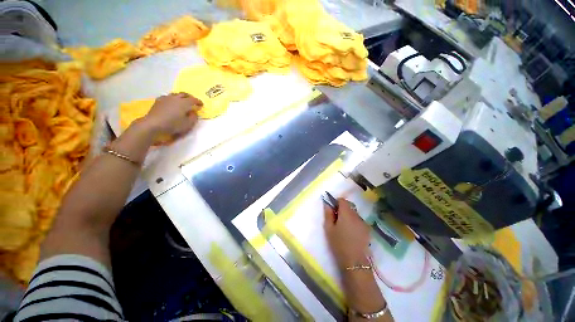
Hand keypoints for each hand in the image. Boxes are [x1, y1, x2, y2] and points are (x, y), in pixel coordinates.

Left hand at [142, 92, 201, 136]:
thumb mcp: (188, 124)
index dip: (198, 102)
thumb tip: (194, 112)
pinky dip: (172, 99)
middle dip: (190, 97)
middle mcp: (176, 98)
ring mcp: (166, 98)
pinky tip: (171, 102)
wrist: (153, 124)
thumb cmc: (173, 124)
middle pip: (184, 94)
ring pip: (176, 94)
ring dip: (181, 97)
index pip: (194, 100)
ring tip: (183, 101)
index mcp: (184, 103)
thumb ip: (193, 117)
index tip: (201, 105)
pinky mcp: (159, 101)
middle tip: (193, 101)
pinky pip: (168, 97)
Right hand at [324, 198, 370, 268]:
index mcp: (346, 213)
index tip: (332, 210)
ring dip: (348, 215)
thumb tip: (327, 204)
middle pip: (349, 205)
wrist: (355, 262)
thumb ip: (328, 214)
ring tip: (344, 227)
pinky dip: (354, 222)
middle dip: (342, 209)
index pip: (342, 200)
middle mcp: (356, 215)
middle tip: (336, 219)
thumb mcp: (329, 229)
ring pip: (354, 213)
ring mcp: (363, 222)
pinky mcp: (367, 229)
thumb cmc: (339, 244)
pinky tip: (351, 232)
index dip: (336, 202)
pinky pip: (359, 220)